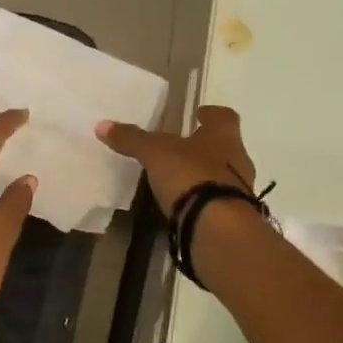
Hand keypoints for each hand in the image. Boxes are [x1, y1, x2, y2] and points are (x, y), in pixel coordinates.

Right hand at [94, 104, 255, 215]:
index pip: (224, 116)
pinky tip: (186, 206)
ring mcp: (239, 191)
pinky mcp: (234, 218)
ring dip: (206, 176)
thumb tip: (102, 125)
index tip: (199, 114)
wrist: (218, 228)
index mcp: (225, 136)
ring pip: (224, 176)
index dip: (211, 114)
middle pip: (225, 147)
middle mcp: (239, 159)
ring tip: (181, 180)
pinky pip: (218, 203)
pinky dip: (204, 201)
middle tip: (183, 149)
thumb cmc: (191, 176)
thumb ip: (132, 139)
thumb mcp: (155, 154)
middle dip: (206, 147)